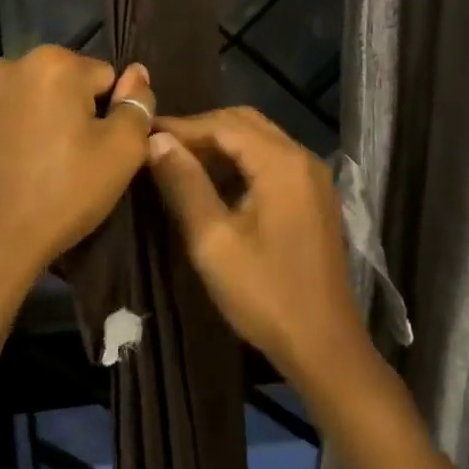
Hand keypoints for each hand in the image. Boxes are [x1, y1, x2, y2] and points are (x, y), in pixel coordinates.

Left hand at [0, 47, 154, 293]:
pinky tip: (16, 167)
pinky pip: (5, 114)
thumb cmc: (62, 194)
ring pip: (34, 97)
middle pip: (67, 82)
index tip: (100, 150)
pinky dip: (16, 130)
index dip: (111, 114)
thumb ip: (138, 104)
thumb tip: (137, 73)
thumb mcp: (122, 151)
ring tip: (44, 166)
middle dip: (76, 112)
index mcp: (53, 62)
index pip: (106, 77)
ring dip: (45, 118)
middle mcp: (11, 63)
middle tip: (75, 160)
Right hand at [146, 108, 368, 385]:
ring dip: (221, 144)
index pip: (225, 124)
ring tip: (180, 162)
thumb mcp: (213, 241)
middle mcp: (302, 158)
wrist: (324, 345)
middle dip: (202, 130)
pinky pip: (273, 160)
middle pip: (246, 123)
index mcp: (282, 162)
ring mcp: (313, 176)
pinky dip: (242, 161)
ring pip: (260, 140)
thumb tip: (158, 140)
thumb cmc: (265, 295)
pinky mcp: (314, 195)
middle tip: (161, 147)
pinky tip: (215, 183)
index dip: (183, 126)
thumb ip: (185, 184)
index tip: (144, 133)